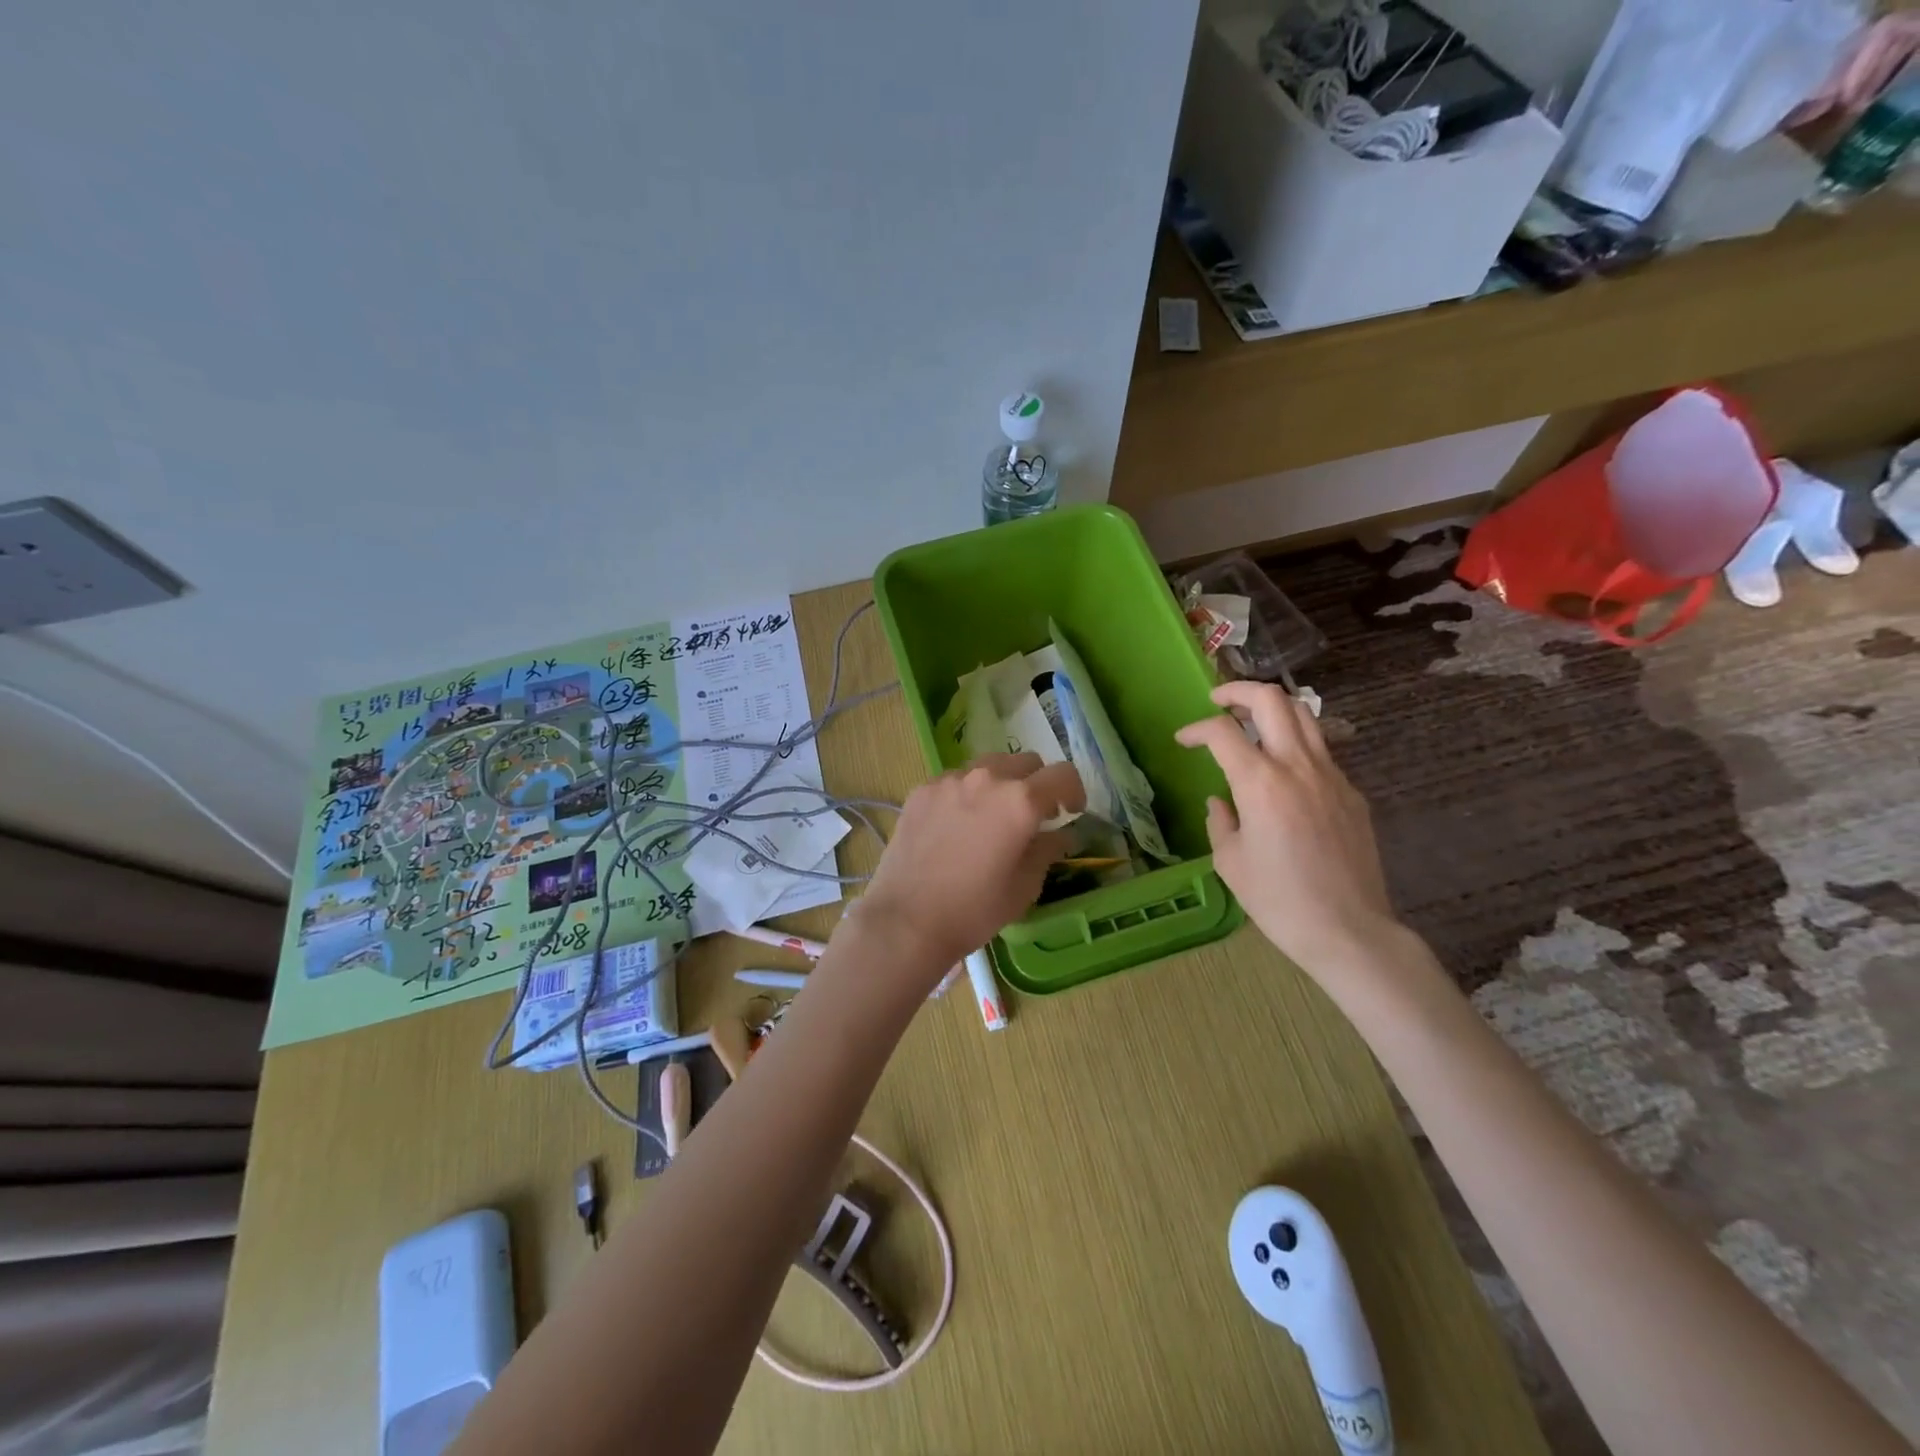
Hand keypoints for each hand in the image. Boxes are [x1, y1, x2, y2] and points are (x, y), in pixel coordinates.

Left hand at [859, 752, 1085, 978]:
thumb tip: (1060, 834)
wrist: (906, 920)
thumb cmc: (974, 910)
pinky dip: (967, 793)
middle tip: (1033, 815)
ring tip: (993, 816)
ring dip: (1001, 783)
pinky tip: (958, 825)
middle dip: (1037, 784)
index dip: (1073, 792)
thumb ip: (1047, 850)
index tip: (1069, 812)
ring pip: (989, 765)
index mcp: (1020, 801)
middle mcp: (987, 778)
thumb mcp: (1025, 886)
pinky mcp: (922, 789)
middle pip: (1025, 762)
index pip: (1063, 775)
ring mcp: (950, 780)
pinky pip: (956, 780)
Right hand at [1176, 682, 1402, 977]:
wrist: (1348, 930)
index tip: (1183, 740)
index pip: (1222, 732)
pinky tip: (1283, 774)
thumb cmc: (1278, 900)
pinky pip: (1321, 752)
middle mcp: (1298, 766)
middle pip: (1272, 700)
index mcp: (1260, 782)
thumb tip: (1221, 802)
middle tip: (1218, 703)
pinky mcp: (1352, 794)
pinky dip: (1295, 745)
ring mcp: (1332, 776)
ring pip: (1305, 716)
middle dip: (1238, 691)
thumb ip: (1220, 821)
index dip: (1195, 729)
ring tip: (1251, 722)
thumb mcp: (1230, 862)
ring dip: (1272, 709)